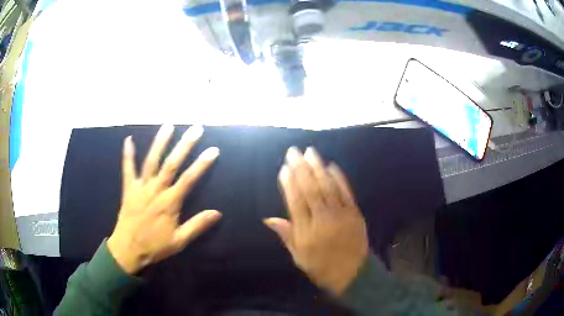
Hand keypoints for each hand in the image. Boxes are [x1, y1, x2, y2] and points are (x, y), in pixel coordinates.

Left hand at [107, 125, 221, 274]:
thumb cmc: (154, 246)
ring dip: (160, 142)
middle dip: (184, 145)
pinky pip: (127, 169)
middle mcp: (156, 190)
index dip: (202, 164)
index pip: (189, 179)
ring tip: (168, 126)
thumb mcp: (179, 241)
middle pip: (171, 164)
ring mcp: (140, 187)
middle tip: (195, 129)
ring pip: (151, 161)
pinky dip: (127, 154)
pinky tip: (128, 139)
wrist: (128, 250)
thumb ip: (197, 225)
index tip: (213, 150)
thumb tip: (217, 213)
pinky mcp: (128, 189)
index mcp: (169, 203)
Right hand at [264, 147, 368, 294]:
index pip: (295, 202)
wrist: (353, 274)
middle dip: (301, 168)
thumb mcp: (298, 256)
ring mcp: (341, 215)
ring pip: (327, 187)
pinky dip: (339, 178)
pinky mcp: (355, 213)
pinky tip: (331, 166)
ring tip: (310, 152)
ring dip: (318, 168)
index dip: (289, 183)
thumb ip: (286, 235)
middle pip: (310, 189)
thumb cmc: (321, 266)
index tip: (284, 168)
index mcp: (307, 232)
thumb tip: (269, 219)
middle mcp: (323, 220)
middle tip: (294, 151)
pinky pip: (346, 192)